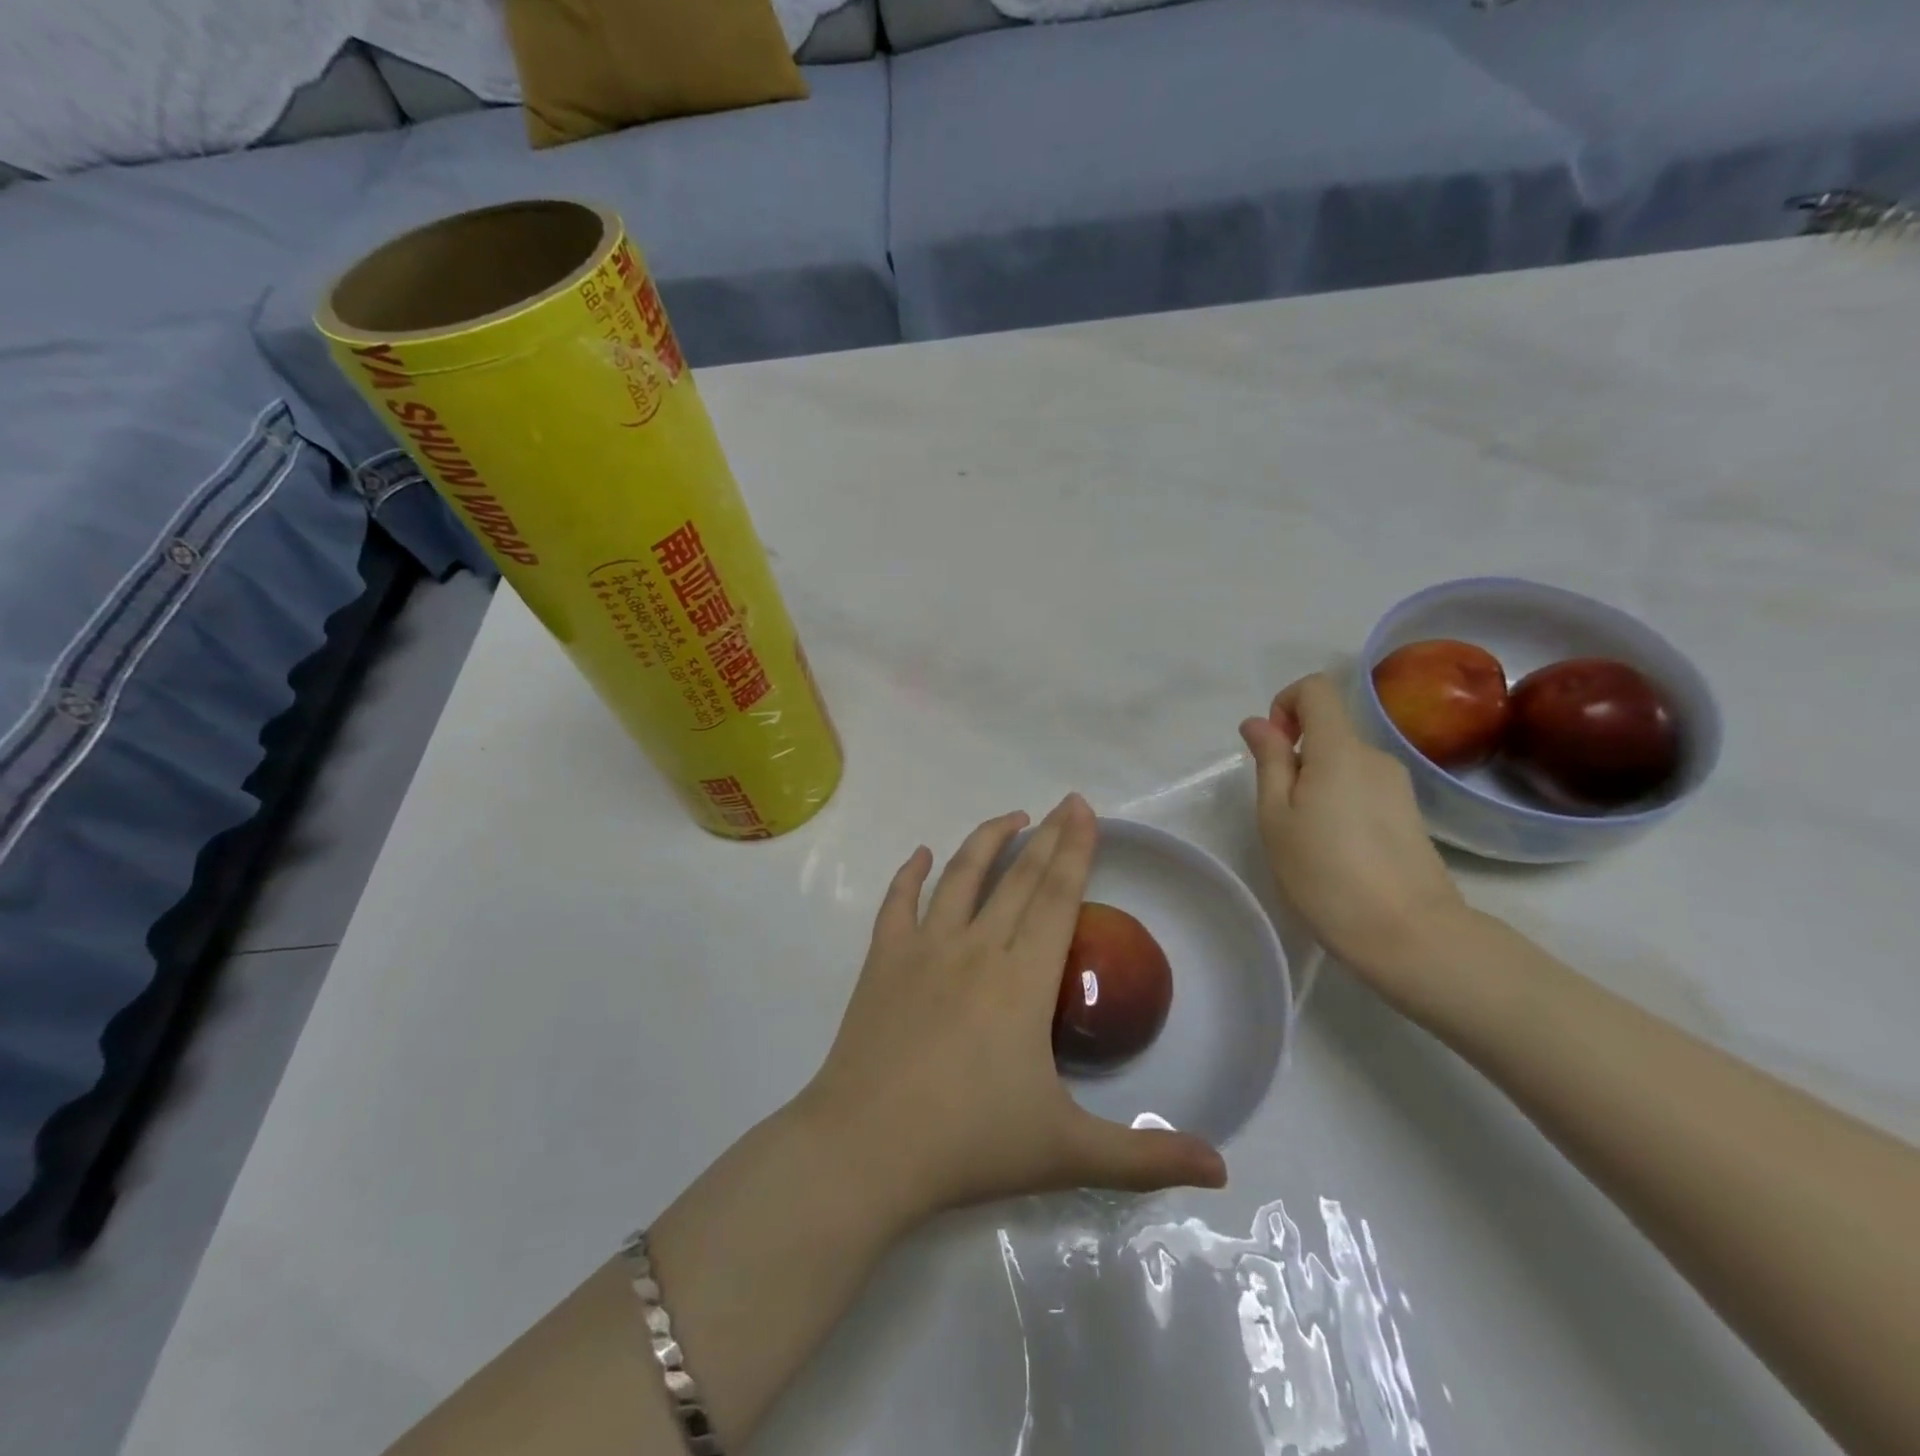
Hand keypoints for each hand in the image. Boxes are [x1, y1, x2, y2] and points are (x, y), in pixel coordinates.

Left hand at [800, 795, 1226, 1225]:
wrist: (866, 1150)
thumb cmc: (970, 1145)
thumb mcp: (1069, 1153)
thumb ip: (1146, 1158)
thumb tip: (1223, 1169)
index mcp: (1022, 980)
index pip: (1057, 898)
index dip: (1075, 850)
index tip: (1084, 809)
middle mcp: (975, 948)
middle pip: (1017, 878)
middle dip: (1046, 836)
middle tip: (1064, 803)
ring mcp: (923, 950)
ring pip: (959, 877)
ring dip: (986, 841)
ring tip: (1011, 818)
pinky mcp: (882, 962)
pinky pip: (897, 904)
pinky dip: (909, 875)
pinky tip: (920, 855)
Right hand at [1239, 674, 1468, 1002]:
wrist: (1408, 934)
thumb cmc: (1325, 873)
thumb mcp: (1276, 816)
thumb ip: (1269, 761)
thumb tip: (1259, 722)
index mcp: (1339, 749)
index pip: (1316, 689)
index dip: (1285, 704)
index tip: (1271, 749)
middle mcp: (1375, 756)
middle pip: (1329, 730)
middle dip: (1295, 756)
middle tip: (1280, 812)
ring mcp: (1398, 786)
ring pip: (1344, 763)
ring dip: (1317, 783)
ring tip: (1307, 838)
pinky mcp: (1409, 814)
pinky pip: (1363, 788)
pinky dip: (1340, 802)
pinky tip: (1337, 850)